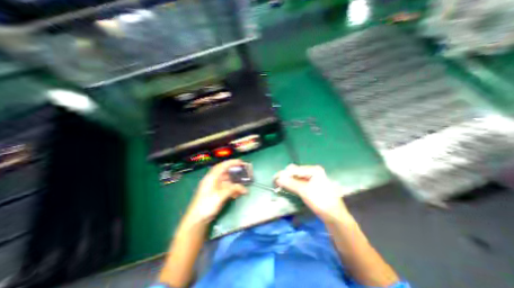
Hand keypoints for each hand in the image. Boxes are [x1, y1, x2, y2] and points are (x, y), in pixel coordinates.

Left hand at [185, 161, 247, 223]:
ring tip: (243, 185)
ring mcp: (215, 187)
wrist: (197, 220)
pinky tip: (238, 194)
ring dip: (235, 183)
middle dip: (235, 172)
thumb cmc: (206, 205)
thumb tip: (244, 189)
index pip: (222, 166)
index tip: (241, 162)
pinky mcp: (217, 193)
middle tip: (244, 171)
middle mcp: (213, 180)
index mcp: (211, 177)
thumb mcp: (220, 196)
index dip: (231, 162)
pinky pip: (227, 188)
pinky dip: (233, 190)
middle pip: (225, 173)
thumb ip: (232, 189)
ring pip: (227, 181)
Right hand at [275, 164, 350, 222]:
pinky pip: (299, 182)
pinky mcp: (312, 185)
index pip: (295, 169)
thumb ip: (290, 183)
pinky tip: (288, 187)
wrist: (334, 216)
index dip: (284, 174)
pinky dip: (293, 184)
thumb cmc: (321, 201)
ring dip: (288, 180)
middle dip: (286, 176)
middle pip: (296, 172)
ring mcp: (313, 178)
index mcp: (313, 170)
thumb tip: (278, 179)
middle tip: (276, 183)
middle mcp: (313, 172)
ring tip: (280, 185)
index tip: (274, 179)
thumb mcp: (304, 191)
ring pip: (297, 177)